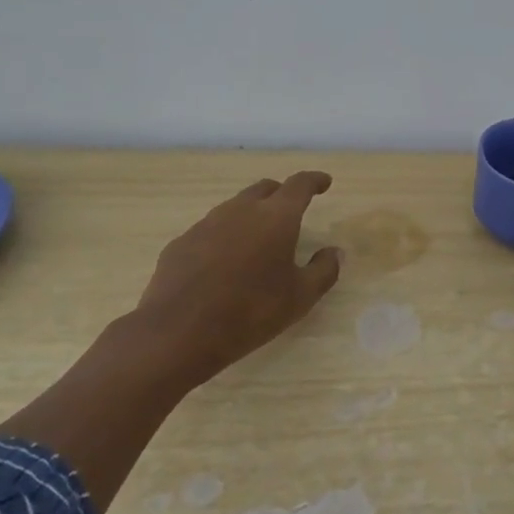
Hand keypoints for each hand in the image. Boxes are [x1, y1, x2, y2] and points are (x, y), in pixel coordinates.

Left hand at [118, 172, 343, 391]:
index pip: (300, 185)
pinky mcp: (181, 242)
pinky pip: (210, 230)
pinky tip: (223, 263)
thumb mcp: (300, 297)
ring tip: (258, 239)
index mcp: (276, 217)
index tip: (324, 182)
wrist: (179, 332)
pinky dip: (224, 237)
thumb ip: (324, 270)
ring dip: (251, 215)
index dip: (314, 181)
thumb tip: (334, 252)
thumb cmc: (251, 312)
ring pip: (235, 207)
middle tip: (292, 211)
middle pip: (265, 189)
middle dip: (282, 194)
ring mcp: (206, 224)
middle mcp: (241, 210)